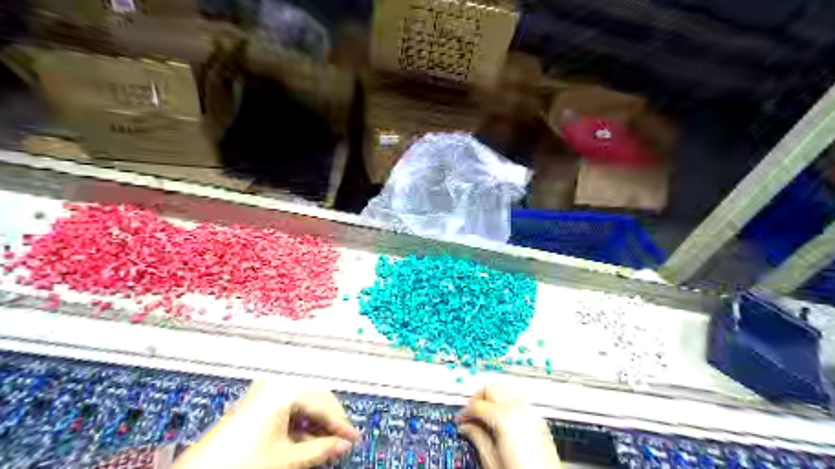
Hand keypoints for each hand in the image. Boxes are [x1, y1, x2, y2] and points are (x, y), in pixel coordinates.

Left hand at [175, 382, 356, 467]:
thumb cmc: (238, 463)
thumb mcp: (286, 458)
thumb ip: (319, 450)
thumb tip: (342, 445)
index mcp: (283, 389)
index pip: (322, 402)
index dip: (340, 422)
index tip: (352, 437)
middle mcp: (274, 384)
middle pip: (314, 397)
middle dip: (329, 420)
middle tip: (341, 439)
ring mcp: (262, 393)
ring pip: (301, 403)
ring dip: (315, 424)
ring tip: (325, 444)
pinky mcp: (254, 404)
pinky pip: (287, 408)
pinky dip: (299, 424)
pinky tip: (305, 441)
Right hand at [456, 387, 560, 468]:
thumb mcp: (491, 460)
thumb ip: (477, 438)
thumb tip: (466, 427)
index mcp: (504, 417)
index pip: (477, 404)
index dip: (465, 411)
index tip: (462, 419)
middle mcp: (519, 409)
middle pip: (491, 388)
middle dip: (478, 398)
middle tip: (471, 413)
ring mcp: (530, 411)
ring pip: (505, 389)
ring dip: (493, 396)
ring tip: (485, 413)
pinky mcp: (538, 418)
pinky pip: (518, 398)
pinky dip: (506, 401)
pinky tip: (501, 415)